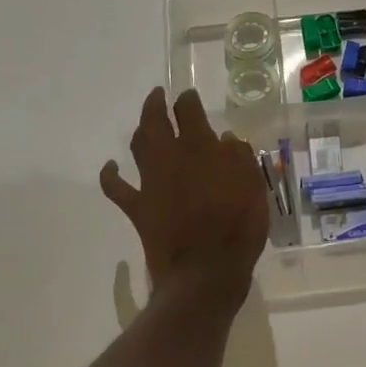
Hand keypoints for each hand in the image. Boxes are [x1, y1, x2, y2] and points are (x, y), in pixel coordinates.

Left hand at [100, 87, 267, 309]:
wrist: (207, 271)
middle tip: (158, 95)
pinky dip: (110, 175)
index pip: (189, 110)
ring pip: (138, 145)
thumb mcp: (254, 187)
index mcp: (201, 147)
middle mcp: (171, 157)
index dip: (188, 100)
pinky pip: (117, 187)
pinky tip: (110, 166)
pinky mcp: (138, 207)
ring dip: (140, 130)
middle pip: (155, 120)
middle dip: (155, 104)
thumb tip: (226, 139)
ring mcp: (151, 182)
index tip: (189, 97)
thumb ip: (240, 157)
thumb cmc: (238, 227)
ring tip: (144, 123)